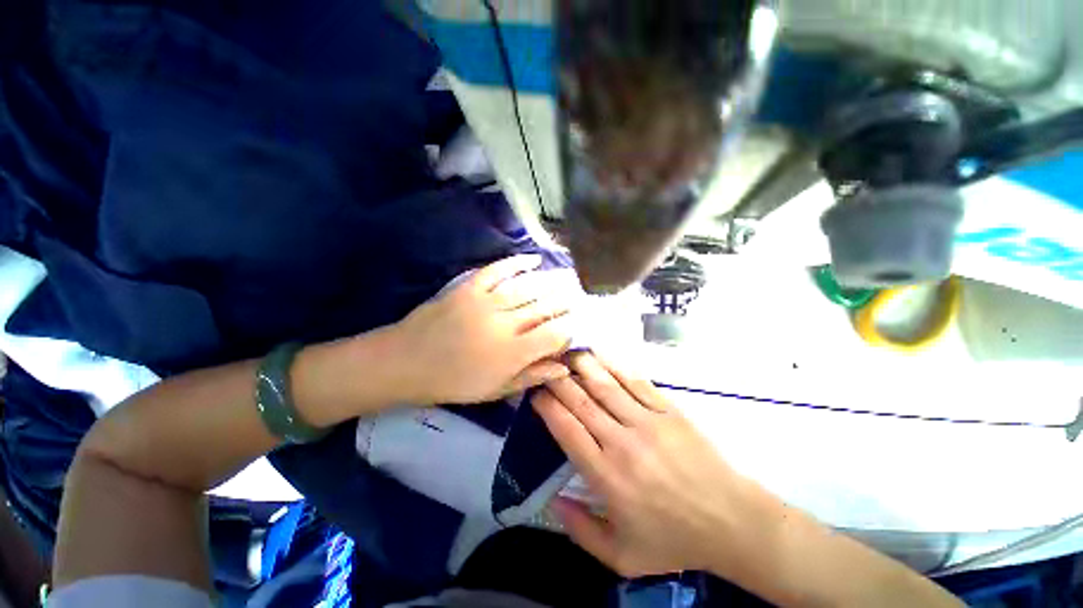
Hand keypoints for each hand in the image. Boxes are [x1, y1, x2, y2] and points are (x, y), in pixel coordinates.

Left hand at [393, 255, 578, 404]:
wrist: (407, 361)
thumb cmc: (455, 382)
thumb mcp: (496, 390)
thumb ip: (532, 376)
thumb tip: (564, 367)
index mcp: (513, 353)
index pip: (554, 334)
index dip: (569, 328)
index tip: (575, 324)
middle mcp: (505, 324)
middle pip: (545, 308)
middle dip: (565, 301)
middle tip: (577, 296)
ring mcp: (487, 302)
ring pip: (528, 287)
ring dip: (550, 281)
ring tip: (566, 278)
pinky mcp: (470, 287)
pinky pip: (498, 270)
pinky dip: (517, 262)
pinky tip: (534, 259)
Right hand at [533, 352, 781, 578]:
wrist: (731, 521)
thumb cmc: (674, 540)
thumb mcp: (622, 556)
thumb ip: (581, 531)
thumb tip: (552, 502)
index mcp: (607, 476)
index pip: (567, 430)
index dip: (547, 407)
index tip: (535, 393)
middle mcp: (622, 442)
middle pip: (582, 402)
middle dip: (558, 380)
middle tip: (544, 364)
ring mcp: (647, 422)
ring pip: (606, 385)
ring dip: (582, 365)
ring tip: (565, 351)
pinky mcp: (667, 410)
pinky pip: (635, 382)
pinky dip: (615, 366)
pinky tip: (601, 354)